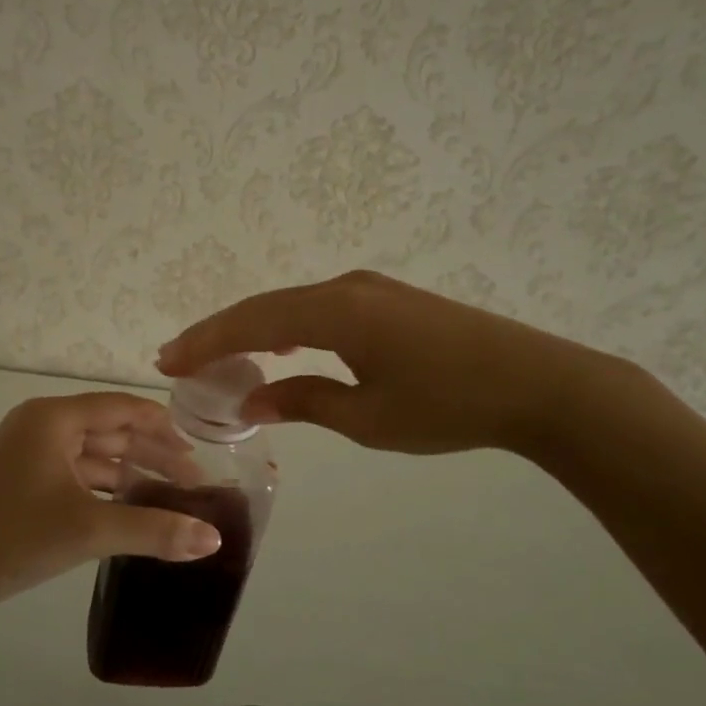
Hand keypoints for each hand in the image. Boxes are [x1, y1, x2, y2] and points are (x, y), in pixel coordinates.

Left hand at [0, 392, 222, 614]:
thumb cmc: (15, 538)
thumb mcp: (90, 530)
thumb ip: (155, 530)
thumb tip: (214, 540)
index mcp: (52, 418)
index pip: (121, 408)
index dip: (162, 426)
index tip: (197, 451)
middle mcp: (41, 425)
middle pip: (110, 430)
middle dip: (152, 454)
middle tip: (193, 482)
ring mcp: (29, 454)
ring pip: (94, 455)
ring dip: (131, 473)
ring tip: (171, 499)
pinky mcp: (24, 481)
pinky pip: (77, 475)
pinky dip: (106, 489)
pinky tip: (132, 509)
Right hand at [157, 270, 609, 455]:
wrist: (538, 383)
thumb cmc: (448, 405)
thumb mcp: (368, 417)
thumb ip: (303, 401)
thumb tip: (250, 399)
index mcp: (335, 311)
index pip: (252, 323)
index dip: (206, 341)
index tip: (167, 361)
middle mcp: (345, 287)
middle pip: (265, 307)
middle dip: (219, 333)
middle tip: (179, 358)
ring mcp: (369, 289)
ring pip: (292, 305)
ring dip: (252, 329)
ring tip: (218, 354)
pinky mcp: (389, 300)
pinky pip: (320, 308)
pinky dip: (287, 326)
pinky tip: (280, 344)